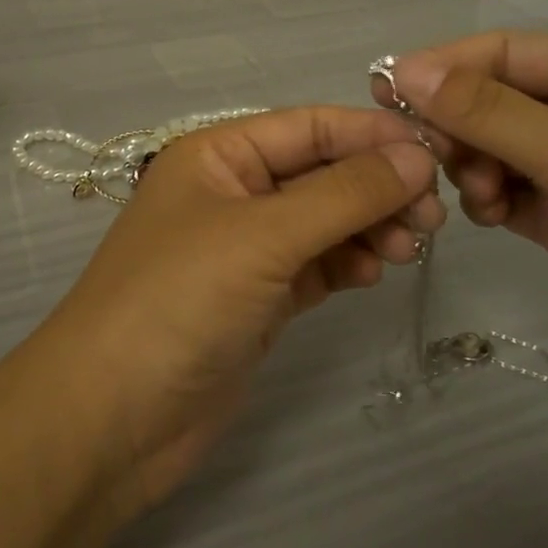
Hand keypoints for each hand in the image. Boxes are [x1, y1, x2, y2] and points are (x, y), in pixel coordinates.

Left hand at [36, 107, 441, 512]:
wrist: (110, 420)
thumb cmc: (179, 302)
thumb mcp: (263, 235)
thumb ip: (344, 194)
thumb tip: (417, 157)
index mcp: (219, 154)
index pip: (309, 126)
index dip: (372, 135)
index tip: (437, 155)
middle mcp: (232, 192)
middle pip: (321, 173)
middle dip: (376, 187)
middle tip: (432, 216)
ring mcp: (245, 248)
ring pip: (324, 220)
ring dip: (368, 227)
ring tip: (408, 249)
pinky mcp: (257, 298)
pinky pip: (315, 265)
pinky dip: (347, 263)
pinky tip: (372, 273)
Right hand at [380, 32, 547, 489]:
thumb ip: (487, 111)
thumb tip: (405, 69)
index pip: (504, 52)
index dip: (443, 66)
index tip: (383, 90)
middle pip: (494, 99)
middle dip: (456, 123)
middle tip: (424, 155)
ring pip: (493, 148)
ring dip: (470, 165)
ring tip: (476, 196)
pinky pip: (505, 191)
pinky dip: (487, 198)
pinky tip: (488, 217)